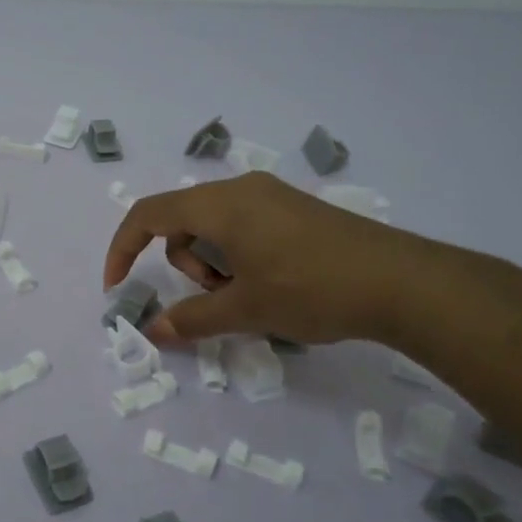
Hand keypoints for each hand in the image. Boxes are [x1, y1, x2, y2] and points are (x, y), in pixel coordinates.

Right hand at [102, 172, 434, 346]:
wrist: (403, 283)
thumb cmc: (312, 290)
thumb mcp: (244, 310)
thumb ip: (191, 320)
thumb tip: (152, 332)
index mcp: (220, 204)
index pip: (148, 214)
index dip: (123, 249)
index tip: (118, 287)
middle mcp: (241, 189)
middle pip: (182, 220)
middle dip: (183, 263)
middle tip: (216, 296)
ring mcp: (272, 196)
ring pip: (213, 225)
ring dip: (212, 263)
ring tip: (248, 295)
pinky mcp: (295, 209)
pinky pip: (243, 226)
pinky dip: (237, 255)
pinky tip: (272, 284)